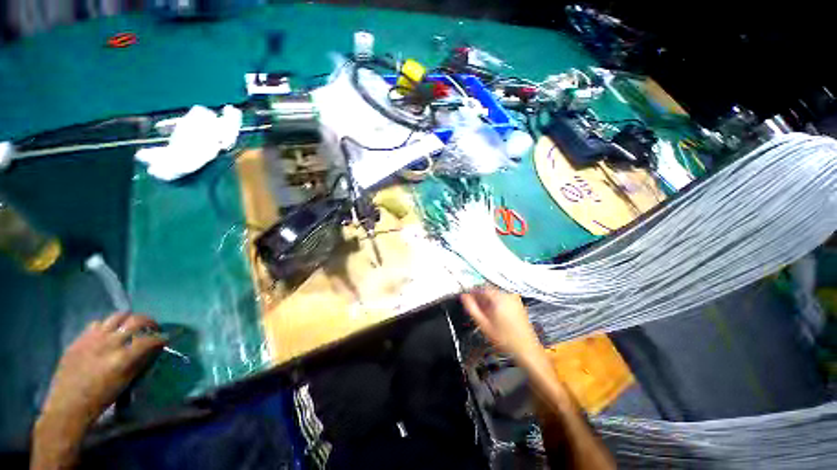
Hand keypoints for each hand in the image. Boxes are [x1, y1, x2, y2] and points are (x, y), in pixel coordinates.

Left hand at [38, 313, 164, 430]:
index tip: (165, 339)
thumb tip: (154, 349)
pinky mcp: (80, 338)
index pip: (149, 339)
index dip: (160, 338)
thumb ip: (139, 362)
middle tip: (153, 328)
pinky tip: (107, 334)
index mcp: (122, 358)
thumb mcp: (124, 383)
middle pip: (135, 320)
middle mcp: (109, 343)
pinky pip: (97, 324)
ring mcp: (92, 338)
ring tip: (130, 326)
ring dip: (128, 319)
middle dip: (149, 322)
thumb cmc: (100, 399)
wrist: (67, 405)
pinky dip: (106, 326)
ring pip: (116, 316)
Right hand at [460, 285, 541, 357]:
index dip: (472, 292)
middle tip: (476, 308)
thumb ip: (472, 308)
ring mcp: (515, 299)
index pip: (481, 288)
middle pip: (489, 291)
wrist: (526, 349)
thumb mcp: (484, 324)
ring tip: (486, 314)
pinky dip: (497, 304)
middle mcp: (508, 296)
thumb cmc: (506, 339)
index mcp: (499, 298)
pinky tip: (495, 315)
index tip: (468, 298)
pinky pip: (504, 299)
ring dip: (489, 301)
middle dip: (481, 298)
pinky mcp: (519, 304)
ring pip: (496, 295)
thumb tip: (464, 297)